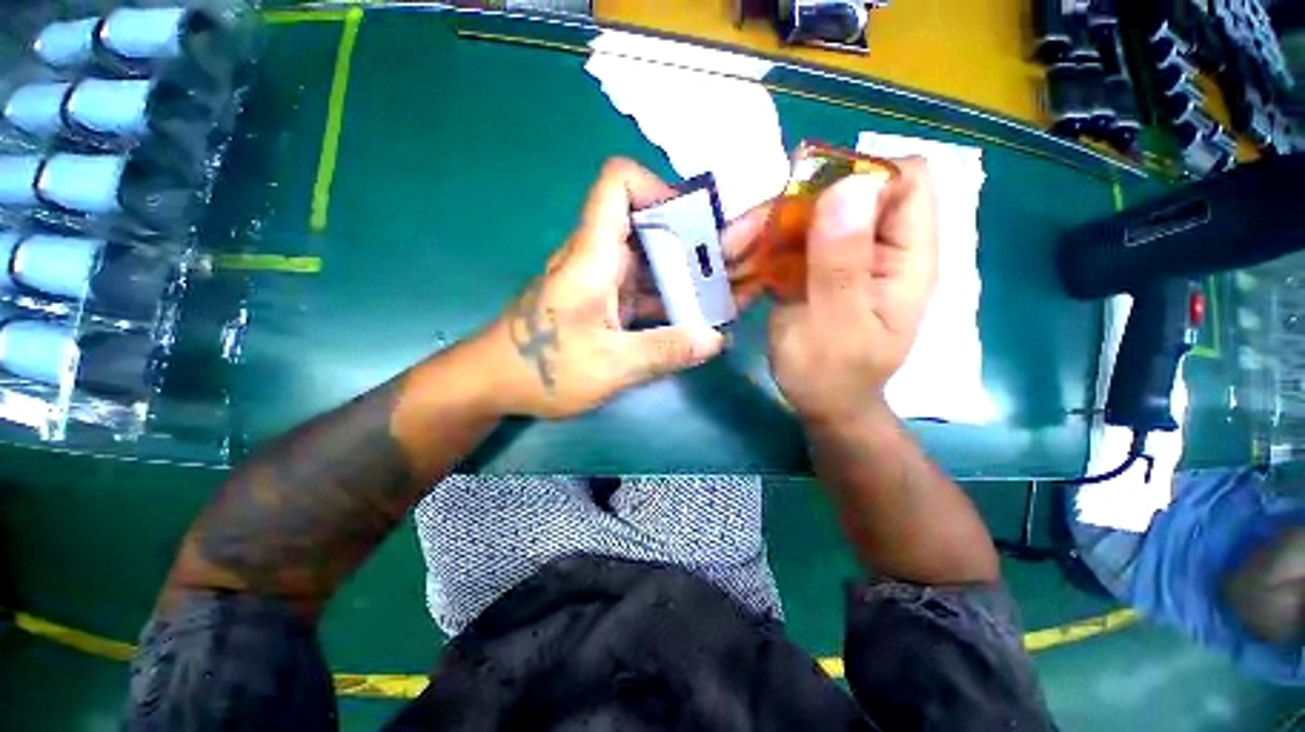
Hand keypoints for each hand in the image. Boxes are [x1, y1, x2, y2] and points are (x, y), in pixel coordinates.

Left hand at [483, 159, 761, 419]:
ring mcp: (604, 281)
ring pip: (654, 262)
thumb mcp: (609, 366)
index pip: (619, 185)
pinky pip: (647, 291)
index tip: (698, 223)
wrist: (495, 383)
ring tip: (734, 291)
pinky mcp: (607, 303)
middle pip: (652, 226)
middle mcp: (600, 258)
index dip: (660, 189)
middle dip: (697, 240)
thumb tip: (715, 339)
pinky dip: (674, 300)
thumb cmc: (541, 370)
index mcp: (593, 256)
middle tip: (741, 262)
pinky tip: (701, 317)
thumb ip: (664, 351)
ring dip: (691, 274)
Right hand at [767, 157, 937, 424]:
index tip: (804, 203)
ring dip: (770, 226)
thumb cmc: (832, 375)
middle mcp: (881, 245)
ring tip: (735, 253)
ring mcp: (846, 254)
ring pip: (811, 211)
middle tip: (747, 234)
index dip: (858, 175)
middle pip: (847, 189)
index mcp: (907, 257)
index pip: (905, 180)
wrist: (821, 401)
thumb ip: (842, 264)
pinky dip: (764, 245)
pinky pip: (792, 238)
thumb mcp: (836, 325)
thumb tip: (851, 186)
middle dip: (795, 203)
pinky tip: (741, 265)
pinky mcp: (818, 266)